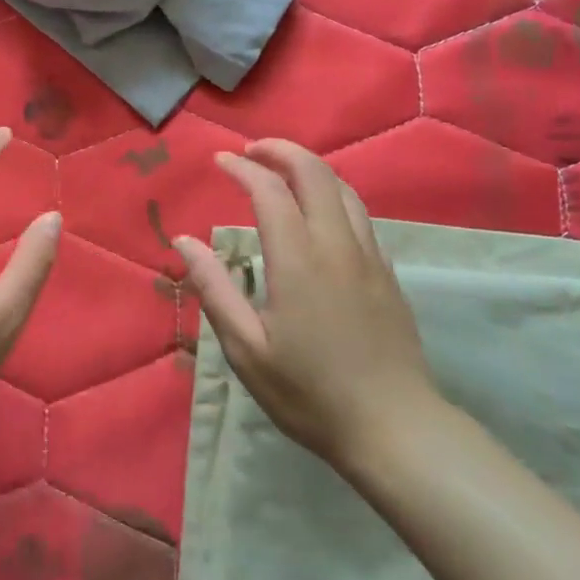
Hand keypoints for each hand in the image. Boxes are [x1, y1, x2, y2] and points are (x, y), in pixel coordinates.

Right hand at [174, 139, 439, 470]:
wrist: (395, 428)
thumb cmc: (309, 393)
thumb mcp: (247, 349)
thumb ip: (214, 289)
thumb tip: (184, 241)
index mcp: (298, 261)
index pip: (270, 191)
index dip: (243, 168)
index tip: (219, 161)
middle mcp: (337, 246)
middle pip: (315, 173)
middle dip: (281, 151)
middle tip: (251, 151)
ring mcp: (369, 258)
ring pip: (343, 190)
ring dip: (310, 168)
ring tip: (282, 170)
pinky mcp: (387, 274)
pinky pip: (359, 215)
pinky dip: (332, 195)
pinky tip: (319, 213)